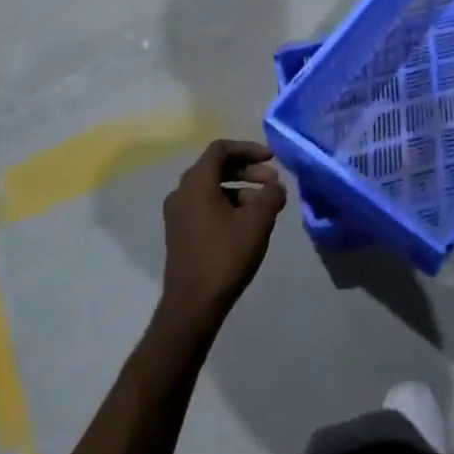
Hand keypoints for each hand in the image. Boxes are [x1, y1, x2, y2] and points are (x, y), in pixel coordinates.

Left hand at [158, 139, 286, 331]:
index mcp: (196, 182)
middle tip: (273, 183)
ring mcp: (178, 213)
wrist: (192, 305)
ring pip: (212, 187)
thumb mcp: (257, 222)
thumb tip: (275, 186)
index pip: (221, 149)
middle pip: (216, 167)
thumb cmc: (225, 256)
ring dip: (241, 189)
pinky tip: (248, 222)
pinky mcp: (180, 231)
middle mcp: (181, 192)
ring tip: (266, 206)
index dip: (249, 149)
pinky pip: (205, 205)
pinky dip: (228, 204)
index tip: (272, 158)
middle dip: (248, 170)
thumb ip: (271, 195)